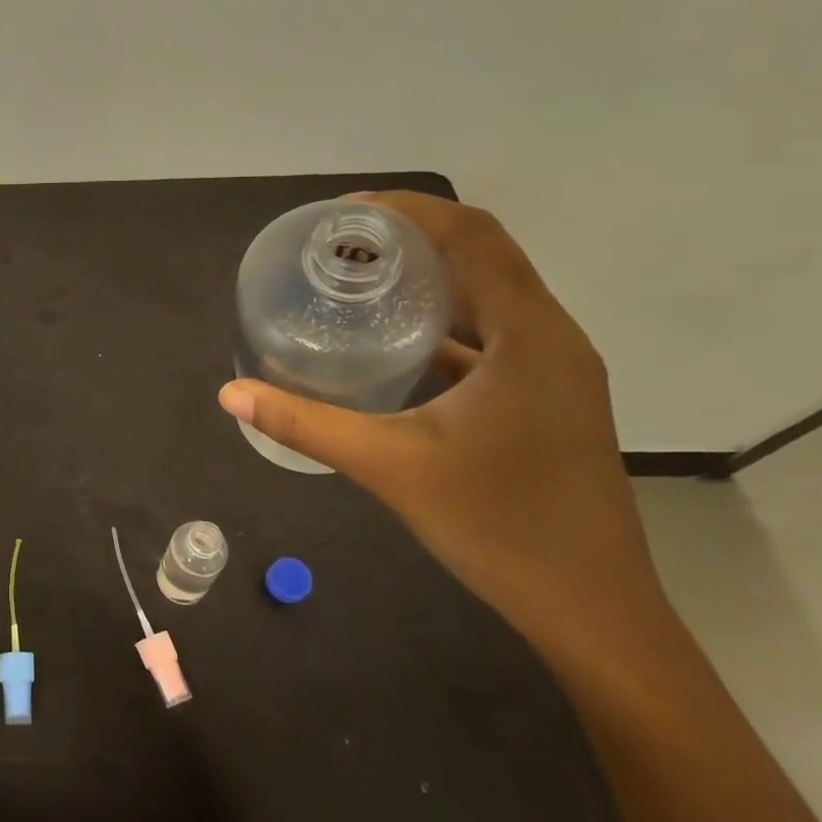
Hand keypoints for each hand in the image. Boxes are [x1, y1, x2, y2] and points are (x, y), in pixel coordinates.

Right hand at [218, 192, 667, 651]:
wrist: (592, 610)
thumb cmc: (499, 526)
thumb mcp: (389, 466)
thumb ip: (305, 424)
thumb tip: (230, 393)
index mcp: (530, 336)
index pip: (474, 237)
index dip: (411, 211)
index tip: (345, 213)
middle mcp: (551, 339)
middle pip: (482, 259)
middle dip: (411, 241)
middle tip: (339, 246)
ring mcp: (553, 372)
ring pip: (488, 300)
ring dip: (427, 282)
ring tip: (357, 282)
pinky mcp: (544, 400)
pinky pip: (491, 339)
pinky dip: (441, 326)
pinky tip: (390, 346)